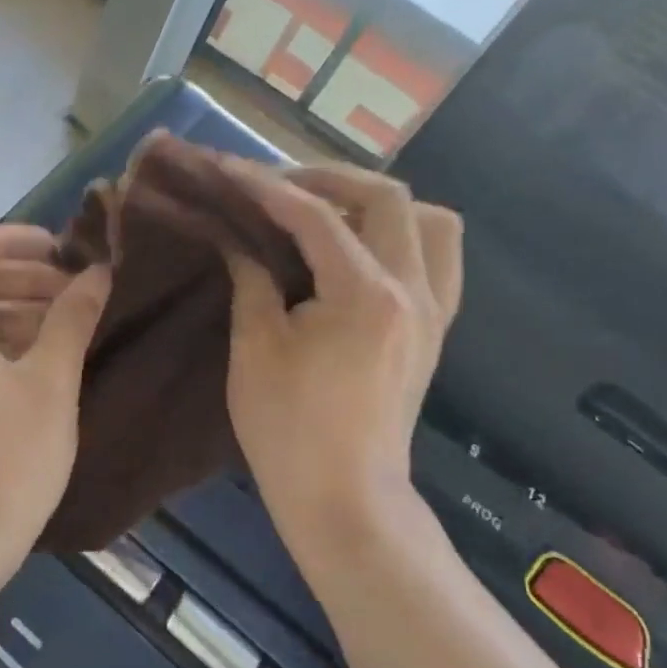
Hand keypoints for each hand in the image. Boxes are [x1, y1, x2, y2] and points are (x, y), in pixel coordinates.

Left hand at [0, 227, 110, 565]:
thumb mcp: (51, 384)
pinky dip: (5, 339)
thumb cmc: (9, 460)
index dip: (9, 240)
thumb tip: (98, 272)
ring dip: (17, 307)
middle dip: (21, 275)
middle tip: (71, 284)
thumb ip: (72, 319)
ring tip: (67, 316)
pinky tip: (46, 356)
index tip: (56, 246)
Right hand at [223, 161, 462, 551]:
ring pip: (431, 223)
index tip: (230, 169)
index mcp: (363, 295)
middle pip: (389, 199)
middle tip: (283, 187)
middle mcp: (411, 291)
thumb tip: (239, 241)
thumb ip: (251, 280)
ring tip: (331, 215)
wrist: (345, 499)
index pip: (315, 216)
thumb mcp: (254, 348)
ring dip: (379, 205)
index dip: (267, 186)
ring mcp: (432, 311)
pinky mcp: (434, 331)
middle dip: (331, 180)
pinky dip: (402, 239)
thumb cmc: (289, 428)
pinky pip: (436, 260)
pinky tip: (361, 255)